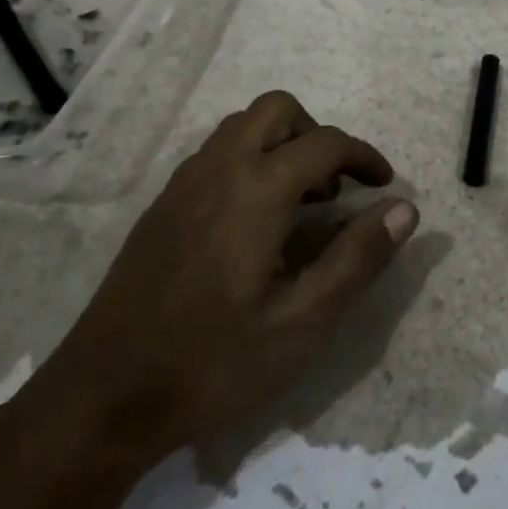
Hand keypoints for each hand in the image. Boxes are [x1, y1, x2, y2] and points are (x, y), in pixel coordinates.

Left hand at [19, 92, 418, 472]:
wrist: (103, 398)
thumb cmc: (212, 363)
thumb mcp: (302, 323)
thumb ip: (357, 258)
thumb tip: (404, 210)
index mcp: (256, 191)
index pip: (325, 143)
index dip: (364, 156)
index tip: (385, 185)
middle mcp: (216, 170)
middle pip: (276, 110)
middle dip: (318, 135)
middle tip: (337, 189)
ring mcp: (181, 186)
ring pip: (240, 128)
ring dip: (281, 145)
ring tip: (301, 204)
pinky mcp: (160, 208)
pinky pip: (214, 156)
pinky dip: (249, 162)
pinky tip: (254, 224)